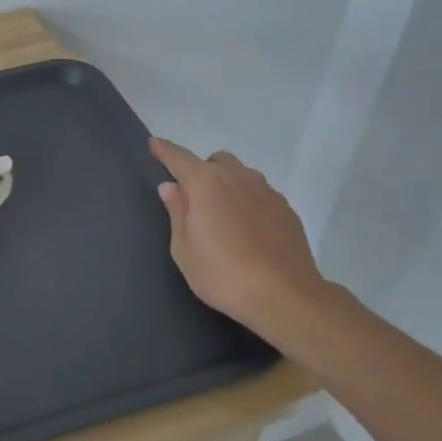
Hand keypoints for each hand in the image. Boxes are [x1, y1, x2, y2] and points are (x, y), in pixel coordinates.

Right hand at [149, 136, 332, 339]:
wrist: (286, 297)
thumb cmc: (222, 273)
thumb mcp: (184, 248)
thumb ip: (177, 211)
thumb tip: (171, 187)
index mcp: (206, 183)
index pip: (179, 157)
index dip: (164, 150)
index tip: (154, 144)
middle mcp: (238, 177)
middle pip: (215, 161)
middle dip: (201, 170)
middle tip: (194, 199)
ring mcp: (267, 191)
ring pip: (241, 175)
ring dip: (227, 184)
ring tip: (222, 216)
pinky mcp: (286, 210)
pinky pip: (260, 194)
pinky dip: (248, 202)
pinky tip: (247, 231)